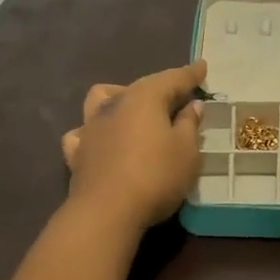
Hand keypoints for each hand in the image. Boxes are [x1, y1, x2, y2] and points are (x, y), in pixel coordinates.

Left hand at [59, 61, 206, 232]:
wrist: (106, 212)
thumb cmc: (155, 176)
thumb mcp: (186, 152)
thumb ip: (189, 124)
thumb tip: (191, 105)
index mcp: (145, 98)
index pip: (173, 79)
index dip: (190, 74)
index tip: (202, 67)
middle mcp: (115, 103)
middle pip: (140, 87)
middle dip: (161, 88)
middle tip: (179, 98)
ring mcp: (91, 126)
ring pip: (102, 98)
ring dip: (119, 99)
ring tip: (134, 112)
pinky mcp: (77, 152)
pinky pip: (83, 132)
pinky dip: (94, 131)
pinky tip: (102, 140)